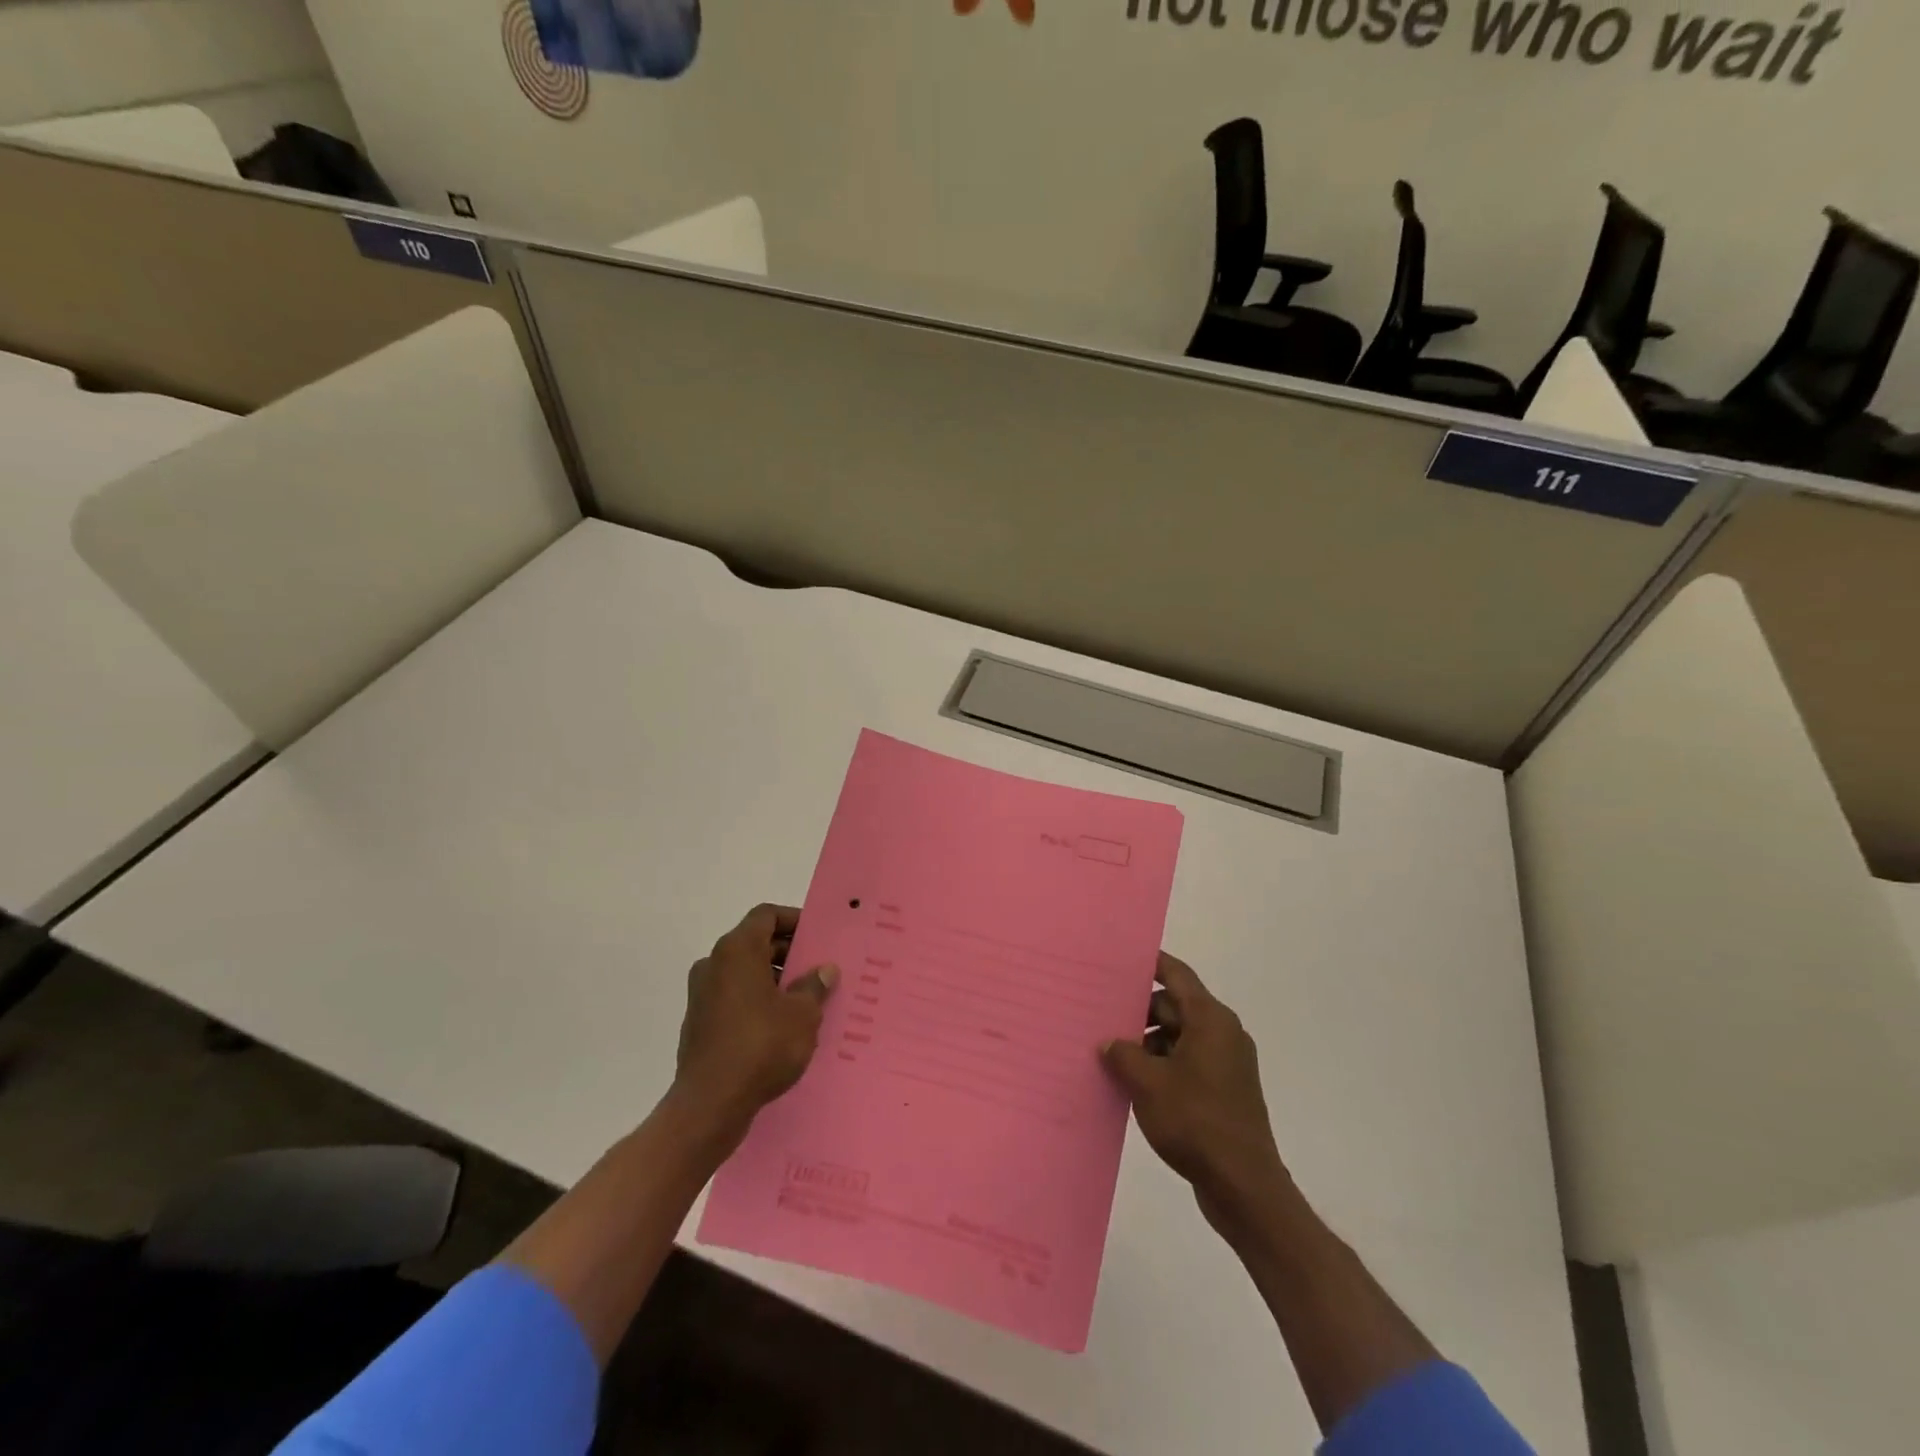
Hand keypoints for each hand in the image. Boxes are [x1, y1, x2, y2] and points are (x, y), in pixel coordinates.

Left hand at [673, 904, 838, 1142]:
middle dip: (788, 953)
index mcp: (737, 950)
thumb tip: (824, 970)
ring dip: (773, 980)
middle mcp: (714, 964)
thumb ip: (814, 986)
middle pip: (755, 943)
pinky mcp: (699, 1023)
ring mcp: (702, 995)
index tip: (818, 937)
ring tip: (805, 1001)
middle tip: (818, 970)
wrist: (710, 1105)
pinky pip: (733, 999)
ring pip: (744, 973)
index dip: (794, 921)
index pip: (766, 916)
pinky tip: (781, 1027)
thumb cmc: (761, 1046)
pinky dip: (756, 1002)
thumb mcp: (802, 1015)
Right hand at [1102, 953, 1288, 1235]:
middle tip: (1101, 1014)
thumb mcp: (1148, 1083)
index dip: (1149, 963)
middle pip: (1175, 1006)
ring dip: (1148, 1043)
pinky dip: (1162, 1065)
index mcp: (1210, 1020)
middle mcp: (1222, 1033)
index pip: (1177, 975)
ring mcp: (1225, 1063)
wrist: (1244, 1187)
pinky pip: (1186, 1062)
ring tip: (1111, 1053)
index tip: (1118, 960)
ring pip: (1179, 1036)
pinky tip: (1133, 1081)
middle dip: (1139, 1010)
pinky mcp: (1223, 1090)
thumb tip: (1109, 1042)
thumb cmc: (1195, 1122)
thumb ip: (1123, 1054)